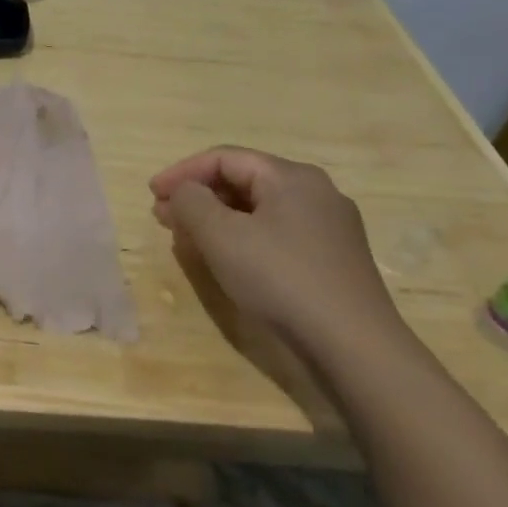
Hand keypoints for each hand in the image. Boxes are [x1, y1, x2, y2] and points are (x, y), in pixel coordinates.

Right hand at [148, 147, 401, 353]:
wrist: (356, 348)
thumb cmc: (281, 279)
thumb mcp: (221, 236)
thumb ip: (191, 202)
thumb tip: (183, 192)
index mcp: (290, 176)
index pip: (223, 158)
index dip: (182, 172)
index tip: (151, 194)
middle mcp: (315, 191)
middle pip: (243, 180)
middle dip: (199, 196)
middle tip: (164, 217)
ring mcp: (330, 226)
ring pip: (260, 209)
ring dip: (218, 218)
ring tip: (189, 239)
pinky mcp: (335, 259)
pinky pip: (278, 233)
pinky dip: (244, 237)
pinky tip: (229, 260)